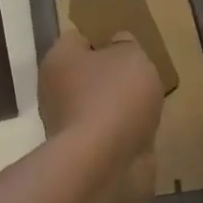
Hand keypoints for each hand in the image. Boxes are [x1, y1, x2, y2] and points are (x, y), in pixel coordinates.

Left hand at [38, 28, 164, 202]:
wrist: (106, 165)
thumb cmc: (115, 97)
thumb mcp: (131, 55)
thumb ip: (126, 44)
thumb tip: (117, 44)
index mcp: (59, 58)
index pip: (79, 37)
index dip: (103, 37)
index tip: (128, 43)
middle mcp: (54, 89)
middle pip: (87, 73)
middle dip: (111, 75)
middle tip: (141, 73)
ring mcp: (66, 124)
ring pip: (96, 105)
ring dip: (118, 107)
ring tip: (148, 104)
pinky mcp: (82, 154)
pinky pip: (106, 134)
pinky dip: (122, 134)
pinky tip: (143, 132)